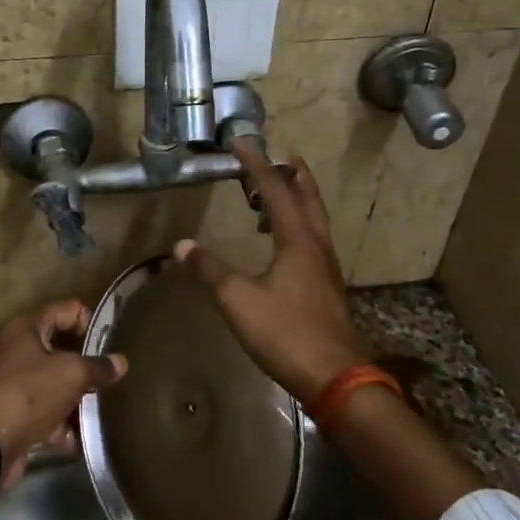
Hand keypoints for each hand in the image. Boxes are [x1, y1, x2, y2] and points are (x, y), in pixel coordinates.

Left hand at [0, 298, 126, 481]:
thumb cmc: (29, 392)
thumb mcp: (71, 374)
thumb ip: (98, 367)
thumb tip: (120, 362)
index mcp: (26, 327)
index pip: (65, 309)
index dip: (89, 321)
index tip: (108, 344)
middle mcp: (14, 349)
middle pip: (58, 349)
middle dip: (84, 366)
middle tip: (108, 378)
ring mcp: (8, 383)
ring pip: (51, 385)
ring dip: (74, 400)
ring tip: (98, 412)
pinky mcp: (8, 414)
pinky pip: (41, 414)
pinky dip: (58, 426)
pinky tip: (78, 440)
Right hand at [174, 144, 371, 407]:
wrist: (337, 377)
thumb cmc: (287, 333)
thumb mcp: (239, 301)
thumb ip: (210, 271)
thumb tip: (182, 246)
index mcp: (297, 240)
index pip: (275, 190)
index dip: (256, 164)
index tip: (241, 143)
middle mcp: (317, 246)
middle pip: (309, 197)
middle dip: (294, 174)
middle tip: (281, 155)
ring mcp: (327, 268)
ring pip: (316, 219)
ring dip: (301, 198)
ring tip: (283, 192)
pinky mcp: (328, 288)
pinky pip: (315, 241)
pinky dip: (301, 225)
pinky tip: (288, 243)